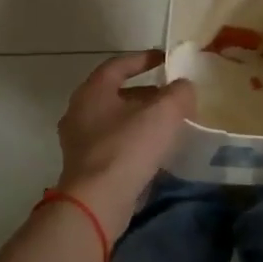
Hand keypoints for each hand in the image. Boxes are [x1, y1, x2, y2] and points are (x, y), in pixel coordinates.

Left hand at [55, 50, 194, 238]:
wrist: (97, 202)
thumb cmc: (128, 147)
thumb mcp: (164, 113)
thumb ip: (179, 93)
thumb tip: (183, 87)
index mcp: (93, 91)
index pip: (118, 65)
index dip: (143, 59)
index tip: (165, 59)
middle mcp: (79, 112)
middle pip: (116, 94)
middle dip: (145, 93)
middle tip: (171, 96)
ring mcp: (79, 142)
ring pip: (115, 121)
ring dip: (140, 119)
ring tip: (168, 124)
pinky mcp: (85, 168)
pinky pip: (113, 145)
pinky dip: (133, 142)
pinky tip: (155, 152)